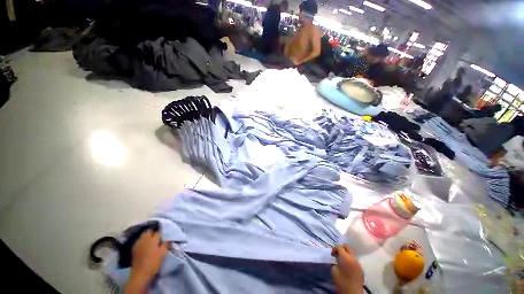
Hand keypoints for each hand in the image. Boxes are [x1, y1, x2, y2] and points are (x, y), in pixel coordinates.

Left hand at [124, 230, 168, 293]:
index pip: (158, 231)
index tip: (165, 232)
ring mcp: (138, 244)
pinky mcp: (134, 249)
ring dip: (147, 236)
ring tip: (152, 239)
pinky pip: (139, 241)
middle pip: (149, 231)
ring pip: (143, 235)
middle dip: (153, 231)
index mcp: (153, 239)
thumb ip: (166, 244)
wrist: (140, 274)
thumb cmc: (153, 263)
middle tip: (158, 235)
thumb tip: (170, 238)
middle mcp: (145, 239)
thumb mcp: (163, 253)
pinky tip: (145, 245)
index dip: (162, 231)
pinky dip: (143, 241)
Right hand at [331, 245, 363, 293]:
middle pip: (348, 247)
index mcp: (346, 258)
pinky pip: (355, 260)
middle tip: (337, 253)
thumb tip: (334, 259)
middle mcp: (354, 258)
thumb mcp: (334, 271)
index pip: (340, 247)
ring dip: (346, 254)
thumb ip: (334, 262)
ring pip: (352, 253)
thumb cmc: (342, 282)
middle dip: (341, 248)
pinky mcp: (361, 270)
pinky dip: (350, 260)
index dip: (334, 248)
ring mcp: (359, 264)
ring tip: (341, 260)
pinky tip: (347, 266)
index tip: (331, 254)